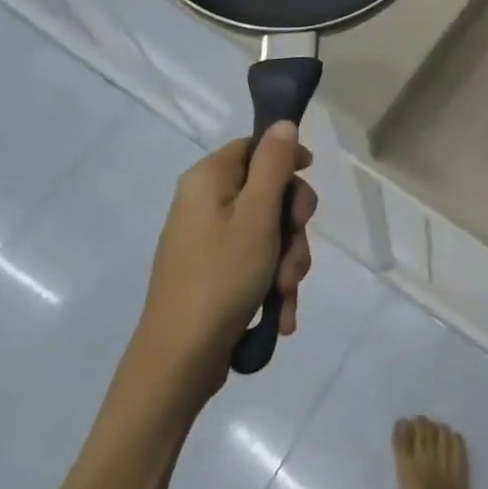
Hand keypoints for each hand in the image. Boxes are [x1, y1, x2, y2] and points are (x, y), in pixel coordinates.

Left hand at [128, 123, 317, 405]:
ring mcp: (207, 240)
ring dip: (288, 258)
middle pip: (268, 190)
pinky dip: (271, 281)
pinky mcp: (213, 272)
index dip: (289, 161)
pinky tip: (281, 310)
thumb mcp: (258, 215)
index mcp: (208, 179)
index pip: (256, 146)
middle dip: (292, 224)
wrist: (177, 364)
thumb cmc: (221, 278)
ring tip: (286, 292)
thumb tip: (283, 123)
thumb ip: (275, 164)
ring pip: (268, 230)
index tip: (310, 184)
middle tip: (295, 249)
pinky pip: (255, 260)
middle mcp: (204, 202)